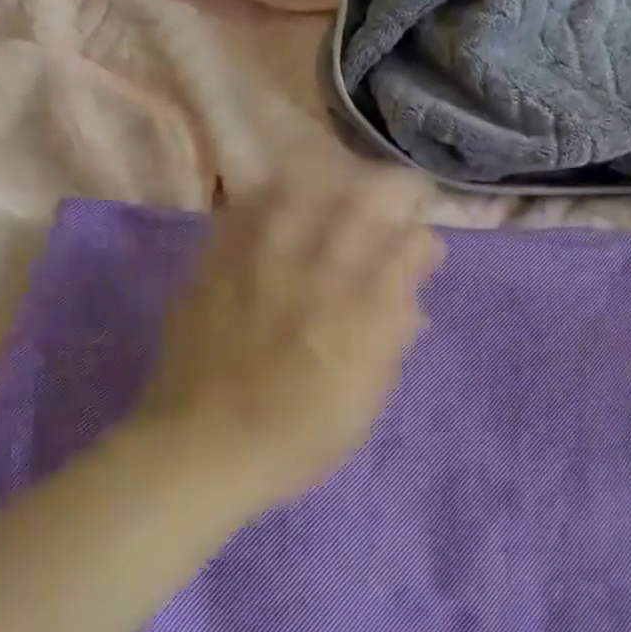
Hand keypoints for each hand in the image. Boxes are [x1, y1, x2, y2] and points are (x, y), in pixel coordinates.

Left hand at [137, 174, 443, 502]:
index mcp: (365, 310)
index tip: (425, 254)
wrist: (205, 448)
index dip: (426, 243)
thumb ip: (392, 341)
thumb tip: (410, 301)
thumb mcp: (368, 401)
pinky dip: (276, 199)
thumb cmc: (300, 437)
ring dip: (337, 182)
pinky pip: (250, 207)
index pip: (413, 244)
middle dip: (396, 190)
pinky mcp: (218, 261)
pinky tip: (285, 208)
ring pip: (308, 185)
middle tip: (402, 200)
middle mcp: (319, 270)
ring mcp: (263, 258)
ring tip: (346, 194)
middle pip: (367, 195)